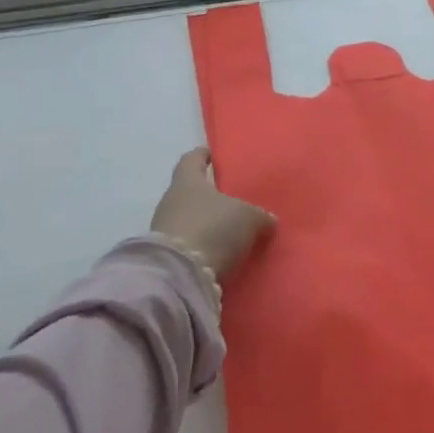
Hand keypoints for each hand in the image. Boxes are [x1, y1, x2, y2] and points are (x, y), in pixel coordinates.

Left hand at [149, 148, 274, 281]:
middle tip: (233, 200)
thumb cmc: (213, 229)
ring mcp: (164, 230)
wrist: (180, 276)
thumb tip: (269, 219)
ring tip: (231, 232)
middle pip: (190, 192)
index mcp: (187, 182)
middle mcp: (171, 202)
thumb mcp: (249, 218)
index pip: (191, 160)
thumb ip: (260, 216)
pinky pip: (189, 244)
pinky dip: (203, 246)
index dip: (202, 156)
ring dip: (207, 224)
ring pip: (190, 220)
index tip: (212, 155)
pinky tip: (221, 253)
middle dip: (210, 196)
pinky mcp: (166, 257)